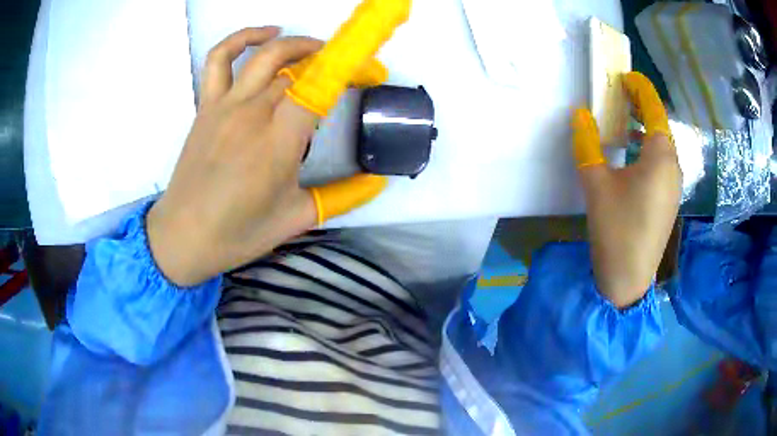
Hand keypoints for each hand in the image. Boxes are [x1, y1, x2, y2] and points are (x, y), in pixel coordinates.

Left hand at [147, 27, 385, 285]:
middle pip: (300, 66)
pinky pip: (219, 58)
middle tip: (351, 75)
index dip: (352, 70)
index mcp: (279, 140)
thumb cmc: (239, 233)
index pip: (322, 85)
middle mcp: (253, 112)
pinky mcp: (207, 105)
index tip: (372, 73)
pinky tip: (266, 35)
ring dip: (298, 44)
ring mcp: (226, 104)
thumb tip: (377, 182)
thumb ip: (342, 197)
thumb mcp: (297, 218)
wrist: (183, 237)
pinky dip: (243, 37)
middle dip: (333, 62)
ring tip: (318, 50)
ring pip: (267, 54)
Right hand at [572, 72, 681, 307]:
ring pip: (662, 146)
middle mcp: (673, 167)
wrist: (628, 280)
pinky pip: (662, 164)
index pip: (654, 110)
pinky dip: (648, 150)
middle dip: (643, 107)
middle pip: (661, 126)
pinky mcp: (669, 201)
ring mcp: (674, 187)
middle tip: (621, 94)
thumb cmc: (616, 229)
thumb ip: (587, 144)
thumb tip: (580, 114)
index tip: (627, 76)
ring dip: (645, 129)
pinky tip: (633, 157)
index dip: (641, 89)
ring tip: (625, 121)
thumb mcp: (596, 184)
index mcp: (660, 157)